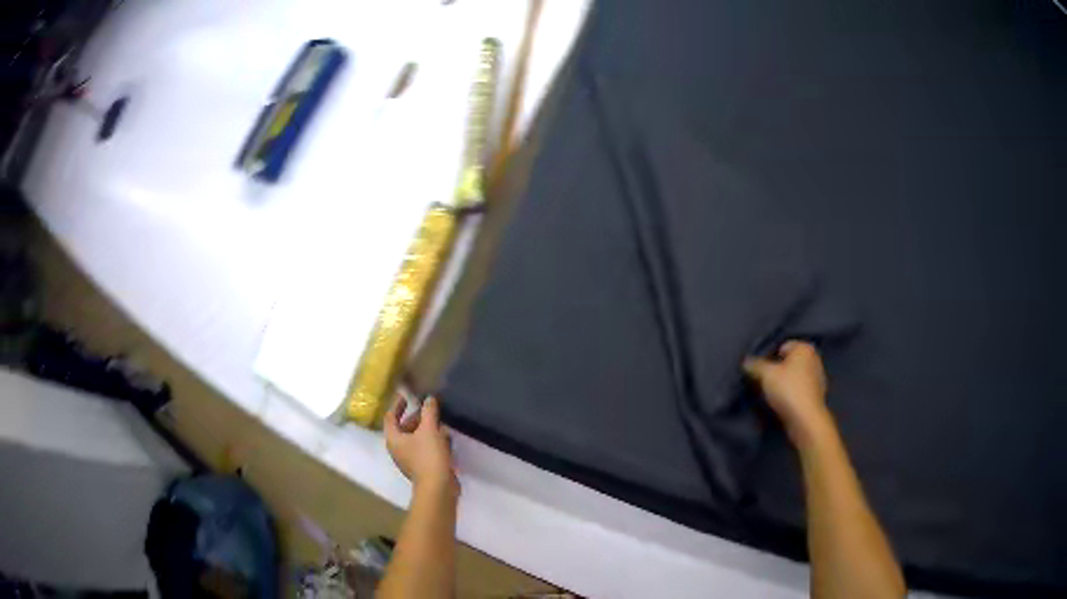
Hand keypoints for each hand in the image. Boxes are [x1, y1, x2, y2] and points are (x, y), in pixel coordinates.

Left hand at [384, 396, 457, 494]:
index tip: (406, 396)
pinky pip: (424, 449)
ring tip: (439, 421)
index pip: (390, 417)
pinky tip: (445, 437)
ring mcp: (409, 460)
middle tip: (428, 409)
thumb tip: (429, 399)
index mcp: (393, 439)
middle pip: (403, 428)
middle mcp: (398, 449)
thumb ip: (429, 412)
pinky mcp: (422, 467)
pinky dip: (431, 441)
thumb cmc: (428, 455)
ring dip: (425, 429)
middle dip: (415, 418)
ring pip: (415, 439)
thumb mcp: (429, 429)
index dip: (397, 405)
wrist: (438, 486)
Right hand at [743, 341, 831, 444]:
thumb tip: (745, 361)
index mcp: (804, 348)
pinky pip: (799, 390)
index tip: (761, 370)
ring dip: (784, 383)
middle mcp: (814, 359)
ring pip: (794, 376)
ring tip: (772, 394)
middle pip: (789, 361)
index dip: (769, 357)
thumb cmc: (788, 390)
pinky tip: (783, 403)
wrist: (805, 419)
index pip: (781, 346)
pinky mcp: (817, 395)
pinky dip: (791, 394)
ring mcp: (818, 378)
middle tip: (764, 381)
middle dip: (777, 370)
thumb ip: (755, 365)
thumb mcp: (765, 374)